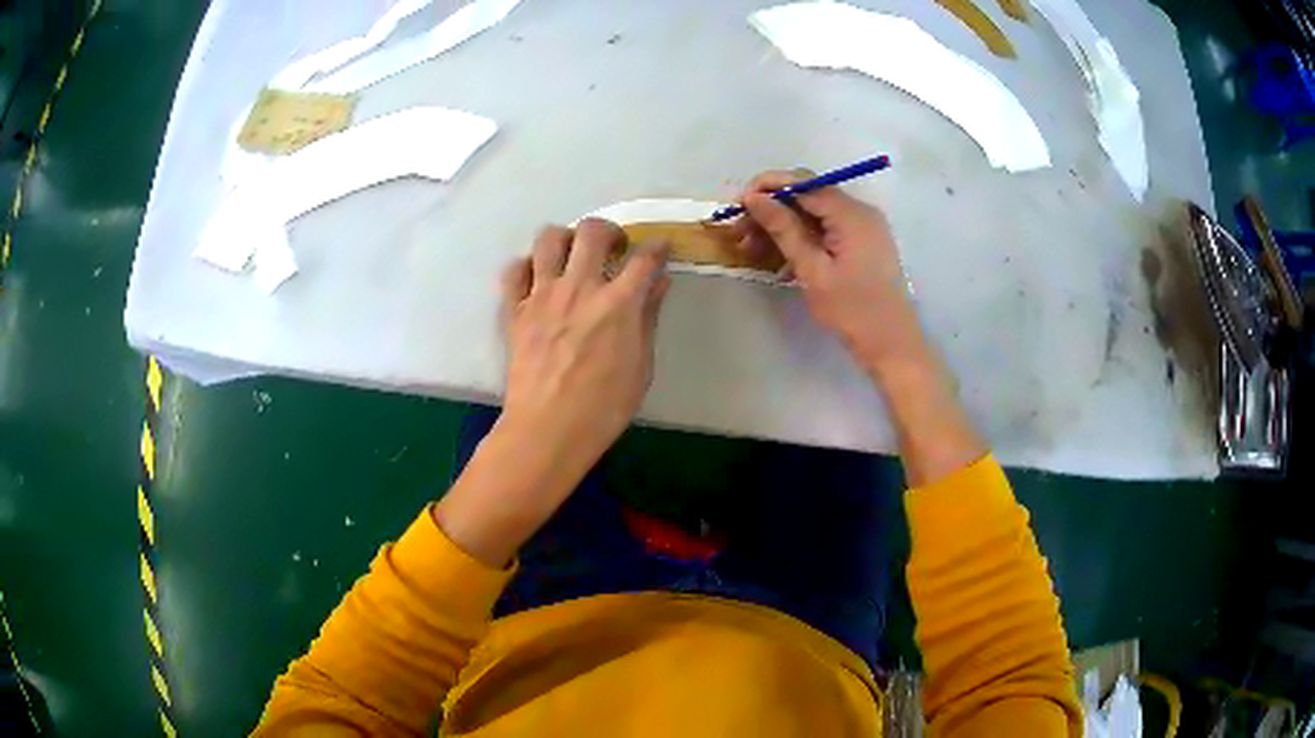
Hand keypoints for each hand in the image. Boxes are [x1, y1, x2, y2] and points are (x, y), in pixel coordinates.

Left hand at [499, 219, 669, 474]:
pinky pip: (514, 270)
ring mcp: (542, 295)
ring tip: (572, 256)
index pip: (644, 257)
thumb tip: (659, 284)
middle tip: (613, 249)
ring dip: (565, 239)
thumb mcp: (641, 366)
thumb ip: (648, 318)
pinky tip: (537, 279)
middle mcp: (580, 286)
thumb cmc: (604, 407)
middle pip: (593, 231)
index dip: (657, 247)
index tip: (660, 248)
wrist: (548, 429)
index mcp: (618, 302)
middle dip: (608, 231)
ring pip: (548, 238)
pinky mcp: (515, 309)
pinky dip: (527, 267)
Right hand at [733, 171, 922, 373]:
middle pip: (807, 195)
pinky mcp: (861, 243)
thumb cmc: (852, 310)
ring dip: (782, 226)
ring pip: (813, 213)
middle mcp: (859, 211)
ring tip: (752, 250)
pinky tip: (778, 258)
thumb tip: (753, 197)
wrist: (891, 344)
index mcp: (851, 214)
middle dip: (772, 209)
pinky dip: (801, 238)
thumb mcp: (812, 270)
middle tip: (740, 233)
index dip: (768, 187)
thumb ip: (783, 229)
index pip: (803, 182)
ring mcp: (862, 227)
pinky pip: (825, 229)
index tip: (738, 206)